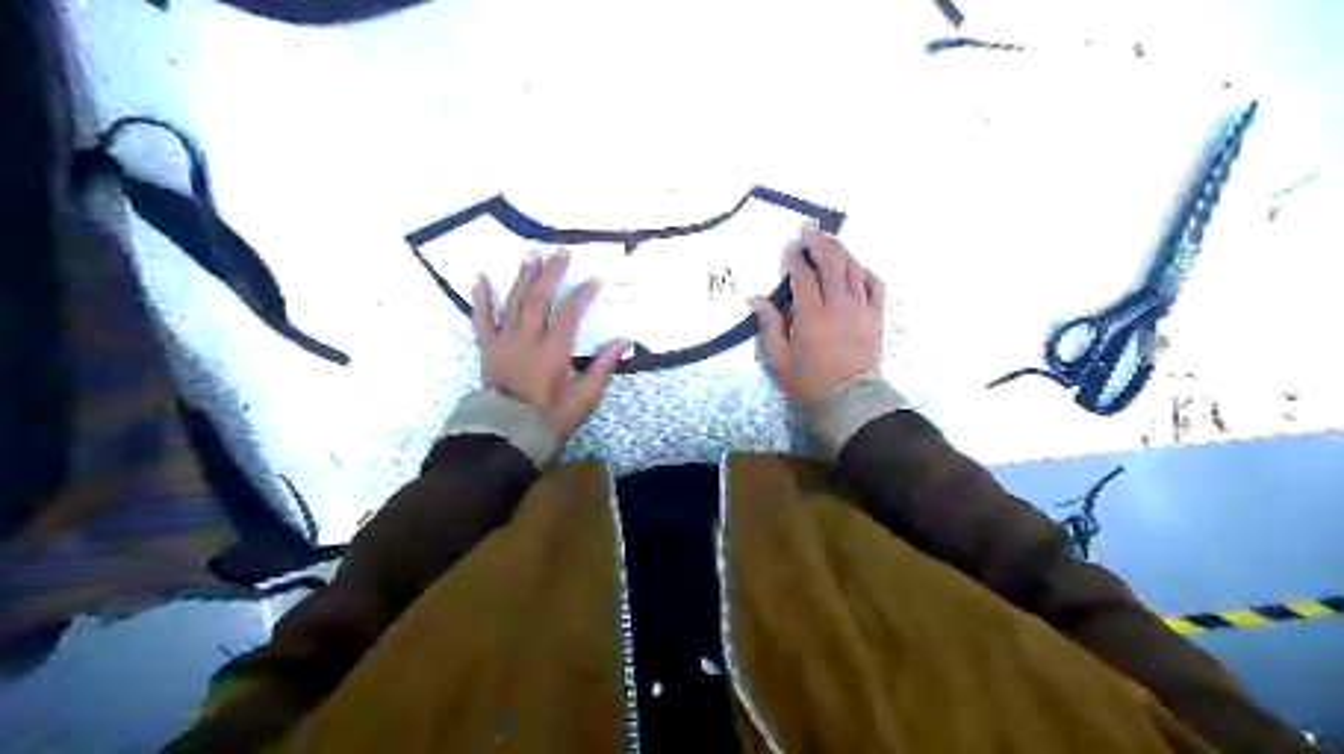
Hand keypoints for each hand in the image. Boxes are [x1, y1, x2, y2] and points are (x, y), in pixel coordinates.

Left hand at [470, 250, 626, 442]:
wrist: (507, 434)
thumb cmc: (549, 418)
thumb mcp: (584, 398)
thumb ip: (602, 367)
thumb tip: (623, 341)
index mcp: (553, 351)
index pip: (569, 313)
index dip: (581, 294)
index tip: (593, 279)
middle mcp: (528, 339)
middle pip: (539, 298)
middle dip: (551, 273)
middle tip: (560, 253)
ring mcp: (505, 341)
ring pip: (513, 302)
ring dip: (522, 277)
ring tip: (531, 255)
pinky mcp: (488, 348)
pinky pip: (481, 319)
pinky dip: (480, 298)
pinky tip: (480, 277)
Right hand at [752, 226, 888, 412]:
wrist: (849, 401)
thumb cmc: (809, 382)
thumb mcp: (778, 359)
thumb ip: (769, 325)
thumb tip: (755, 298)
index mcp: (810, 314)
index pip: (803, 275)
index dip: (795, 257)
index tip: (789, 246)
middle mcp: (837, 304)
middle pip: (831, 262)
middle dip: (819, 241)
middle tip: (809, 228)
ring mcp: (860, 308)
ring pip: (853, 268)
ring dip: (841, 250)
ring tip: (830, 240)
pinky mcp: (875, 317)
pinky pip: (875, 285)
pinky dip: (865, 271)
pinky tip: (856, 267)